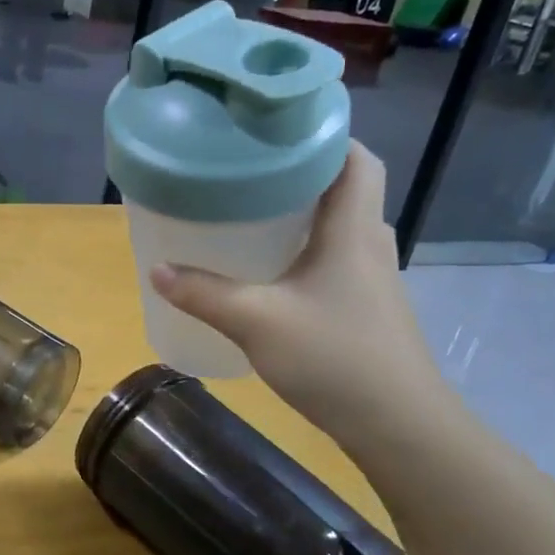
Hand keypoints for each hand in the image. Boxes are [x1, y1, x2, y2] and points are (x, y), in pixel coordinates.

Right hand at [149, 142, 450, 444]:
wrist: (398, 424)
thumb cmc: (335, 358)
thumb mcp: (258, 322)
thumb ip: (204, 293)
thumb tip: (156, 268)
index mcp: (352, 230)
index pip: (355, 159)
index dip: (324, 135)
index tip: (277, 129)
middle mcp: (368, 244)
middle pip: (344, 188)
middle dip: (299, 173)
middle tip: (247, 171)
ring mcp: (371, 278)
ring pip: (338, 226)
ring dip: (302, 213)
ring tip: (250, 213)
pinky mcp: (365, 307)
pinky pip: (334, 258)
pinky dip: (304, 250)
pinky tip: (270, 272)